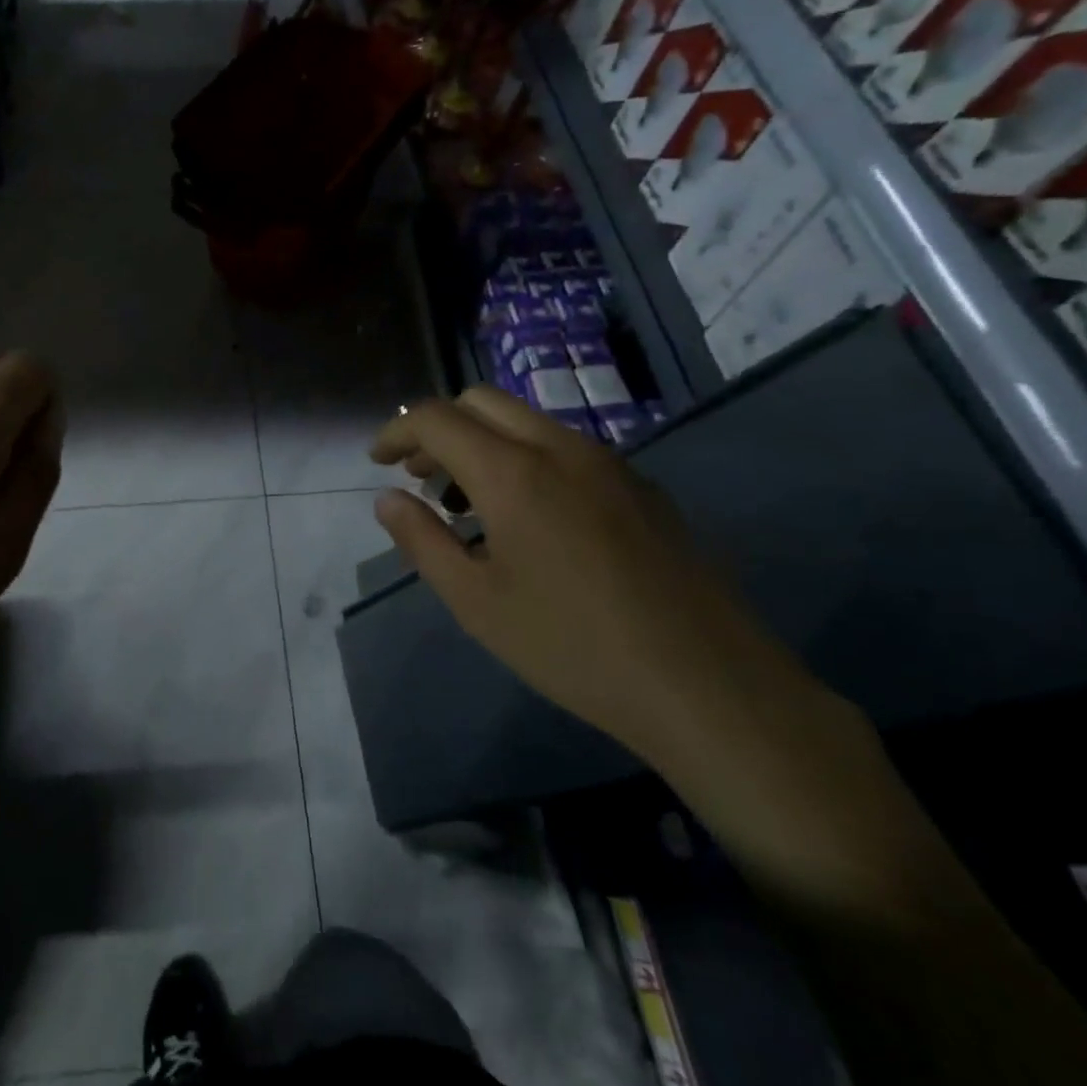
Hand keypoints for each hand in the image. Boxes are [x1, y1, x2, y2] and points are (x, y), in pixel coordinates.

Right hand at [370, 386, 813, 765]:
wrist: (708, 684)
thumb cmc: (571, 646)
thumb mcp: (476, 601)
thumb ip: (422, 540)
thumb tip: (387, 499)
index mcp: (512, 472)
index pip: (435, 418)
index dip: (396, 431)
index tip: (378, 462)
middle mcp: (560, 448)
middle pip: (480, 401)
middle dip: (438, 427)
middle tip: (419, 476)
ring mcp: (609, 462)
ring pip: (526, 420)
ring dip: (483, 441)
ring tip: (467, 503)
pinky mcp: (641, 486)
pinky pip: (566, 447)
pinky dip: (525, 458)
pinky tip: (530, 520)